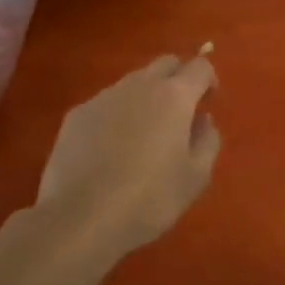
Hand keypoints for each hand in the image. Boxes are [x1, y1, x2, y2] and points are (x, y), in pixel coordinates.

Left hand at [34, 55, 220, 267]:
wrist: (79, 221)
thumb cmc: (149, 199)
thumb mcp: (196, 177)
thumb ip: (208, 140)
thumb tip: (202, 120)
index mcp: (175, 96)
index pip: (200, 66)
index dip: (209, 81)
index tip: (207, 104)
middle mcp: (140, 85)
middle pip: (166, 63)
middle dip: (178, 79)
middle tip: (178, 113)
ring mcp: (104, 97)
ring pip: (134, 82)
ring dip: (145, 97)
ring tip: (142, 135)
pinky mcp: (76, 116)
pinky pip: (106, 103)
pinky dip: (116, 115)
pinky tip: (109, 150)